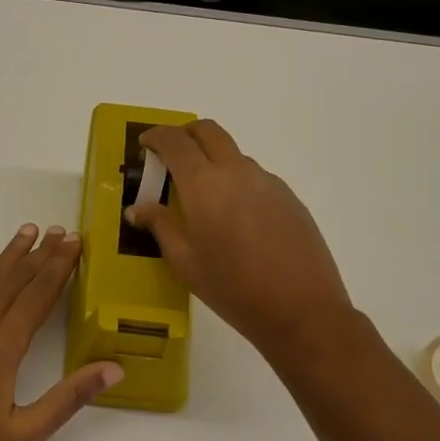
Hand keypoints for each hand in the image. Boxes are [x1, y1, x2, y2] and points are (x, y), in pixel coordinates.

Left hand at [0, 224, 123, 440]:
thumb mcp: (26, 433)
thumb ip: (70, 397)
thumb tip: (115, 368)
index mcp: (4, 346)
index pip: (39, 294)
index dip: (60, 266)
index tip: (75, 241)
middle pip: (15, 278)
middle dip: (40, 253)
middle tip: (59, 230)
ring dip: (8, 254)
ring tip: (28, 231)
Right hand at [126, 120, 354, 360]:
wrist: (301, 309)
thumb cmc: (232, 288)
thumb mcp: (185, 262)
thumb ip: (161, 227)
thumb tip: (138, 208)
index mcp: (204, 185)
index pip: (175, 142)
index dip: (157, 136)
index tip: (146, 144)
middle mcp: (237, 172)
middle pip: (209, 132)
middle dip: (186, 134)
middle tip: (172, 155)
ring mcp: (268, 182)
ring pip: (234, 155)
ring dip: (213, 161)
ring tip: (204, 197)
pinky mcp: (289, 198)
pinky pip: (256, 178)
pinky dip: (237, 183)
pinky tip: (236, 219)